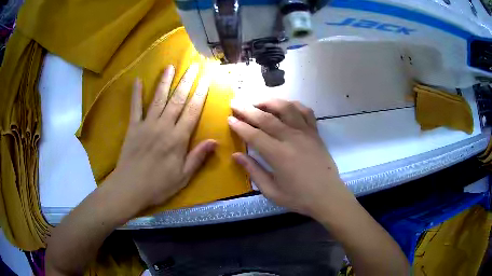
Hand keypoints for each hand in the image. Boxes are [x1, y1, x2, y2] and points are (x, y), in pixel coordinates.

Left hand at [107, 64, 216, 213]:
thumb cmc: (158, 185)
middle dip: (187, 82)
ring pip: (158, 99)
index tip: (206, 80)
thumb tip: (215, 141)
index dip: (200, 94)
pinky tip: (138, 81)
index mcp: (177, 139)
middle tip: (194, 66)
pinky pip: (135, 108)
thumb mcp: (183, 177)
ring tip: (171, 67)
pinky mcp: (133, 127)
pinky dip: (136, 94)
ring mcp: (146, 125)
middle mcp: (163, 126)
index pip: (192, 111)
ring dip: (165, 82)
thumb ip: (198, 157)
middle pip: (177, 100)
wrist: (130, 188)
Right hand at [229, 99, 355, 218]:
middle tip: (236, 103)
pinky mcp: (315, 133)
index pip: (254, 134)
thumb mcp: (272, 191)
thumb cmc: (299, 197)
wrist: (328, 196)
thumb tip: (236, 155)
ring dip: (270, 102)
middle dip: (248, 109)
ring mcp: (306, 133)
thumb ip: (253, 171)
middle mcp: (291, 138)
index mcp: (278, 155)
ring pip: (286, 108)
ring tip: (258, 102)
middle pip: (266, 117)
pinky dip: (294, 105)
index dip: (239, 125)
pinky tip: (286, 106)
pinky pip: (306, 112)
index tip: (229, 118)